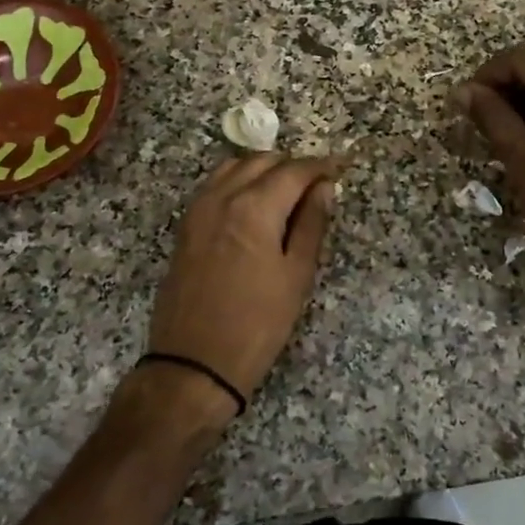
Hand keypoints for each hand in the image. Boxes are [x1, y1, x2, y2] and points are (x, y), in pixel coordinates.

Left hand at [145, 154, 340, 415]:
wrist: (193, 363)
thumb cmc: (257, 324)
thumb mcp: (296, 276)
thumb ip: (312, 224)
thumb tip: (324, 188)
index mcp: (254, 207)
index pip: (294, 170)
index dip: (320, 166)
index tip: (340, 168)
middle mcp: (222, 197)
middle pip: (262, 161)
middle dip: (292, 166)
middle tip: (316, 186)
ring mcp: (198, 209)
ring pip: (234, 167)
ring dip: (262, 169)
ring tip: (286, 193)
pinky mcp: (185, 226)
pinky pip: (214, 185)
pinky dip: (237, 182)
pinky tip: (253, 205)